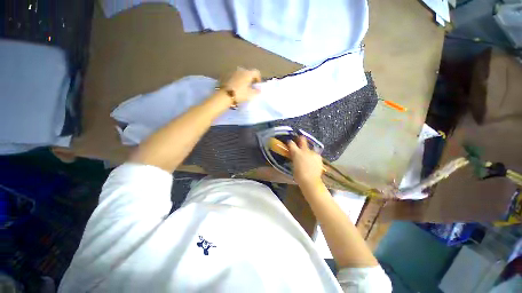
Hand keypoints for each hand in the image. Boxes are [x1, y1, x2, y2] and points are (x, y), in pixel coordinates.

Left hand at [222, 67, 260, 102]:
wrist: (225, 95)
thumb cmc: (240, 94)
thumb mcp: (250, 95)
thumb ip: (256, 91)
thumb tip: (259, 89)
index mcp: (248, 73)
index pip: (256, 72)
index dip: (258, 78)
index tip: (257, 85)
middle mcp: (240, 70)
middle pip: (248, 72)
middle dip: (250, 79)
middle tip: (250, 87)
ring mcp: (232, 71)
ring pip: (240, 74)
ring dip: (242, 79)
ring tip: (242, 87)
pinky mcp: (225, 75)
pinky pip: (233, 76)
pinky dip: (235, 80)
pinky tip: (234, 87)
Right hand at [288, 136, 323, 186]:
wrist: (310, 181)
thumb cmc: (299, 175)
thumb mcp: (294, 165)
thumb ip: (294, 158)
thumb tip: (294, 156)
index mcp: (296, 152)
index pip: (291, 143)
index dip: (290, 142)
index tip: (290, 143)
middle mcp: (305, 150)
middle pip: (302, 139)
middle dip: (301, 139)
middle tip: (300, 140)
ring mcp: (313, 153)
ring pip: (310, 148)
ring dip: (308, 150)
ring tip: (308, 156)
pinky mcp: (319, 157)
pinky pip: (315, 154)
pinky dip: (313, 157)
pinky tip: (313, 162)